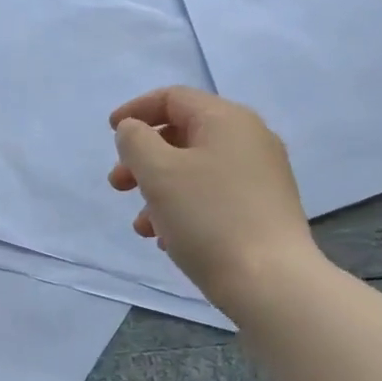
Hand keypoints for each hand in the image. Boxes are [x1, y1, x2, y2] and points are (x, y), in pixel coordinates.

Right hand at [108, 86, 326, 311]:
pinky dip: (185, 209)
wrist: (271, 282)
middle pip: (183, 135)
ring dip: (159, 191)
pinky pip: (213, 197)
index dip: (136, 110)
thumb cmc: (208, 218)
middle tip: (118, 186)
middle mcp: (250, 140)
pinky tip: (170, 241)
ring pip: (195, 171)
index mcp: (227, 120)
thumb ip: (136, 141)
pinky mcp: (264, 210)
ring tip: (142, 226)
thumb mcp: (158, 172)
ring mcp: (261, 177)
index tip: (110, 133)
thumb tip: (134, 131)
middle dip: (143, 159)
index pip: (173, 98)